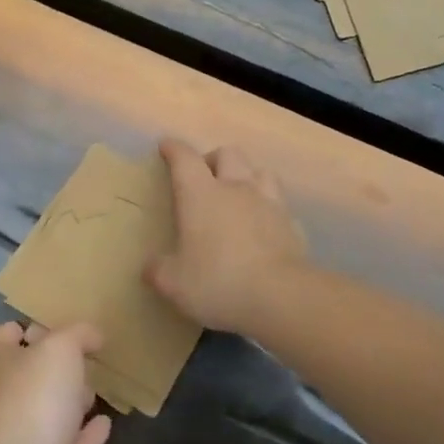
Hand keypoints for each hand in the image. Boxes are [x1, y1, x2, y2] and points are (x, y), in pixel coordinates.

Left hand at [0, 320, 112, 443]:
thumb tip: (93, 335)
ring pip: (54, 413)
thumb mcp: (61, 348)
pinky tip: (106, 423)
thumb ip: (79, 335)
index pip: (5, 337)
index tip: (53, 325)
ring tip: (98, 388)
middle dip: (57, 368)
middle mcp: (12, 399)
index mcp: (4, 364)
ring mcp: (29, 438)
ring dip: (73, 402)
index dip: (24, 328)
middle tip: (87, 358)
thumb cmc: (37, 397)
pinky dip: (89, 435)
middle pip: (32, 376)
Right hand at [146, 137, 308, 335]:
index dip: (174, 150)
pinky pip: (279, 205)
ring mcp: (270, 204)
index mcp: (201, 195)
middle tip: (204, 177)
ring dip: (246, 176)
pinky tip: (264, 226)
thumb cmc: (218, 281)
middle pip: (227, 154)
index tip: (167, 146)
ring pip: (260, 171)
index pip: (185, 159)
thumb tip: (151, 267)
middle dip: (213, 159)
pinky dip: (269, 209)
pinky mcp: (293, 224)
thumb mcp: (174, 283)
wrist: (281, 296)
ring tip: (238, 193)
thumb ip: (158, 271)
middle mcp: (236, 189)